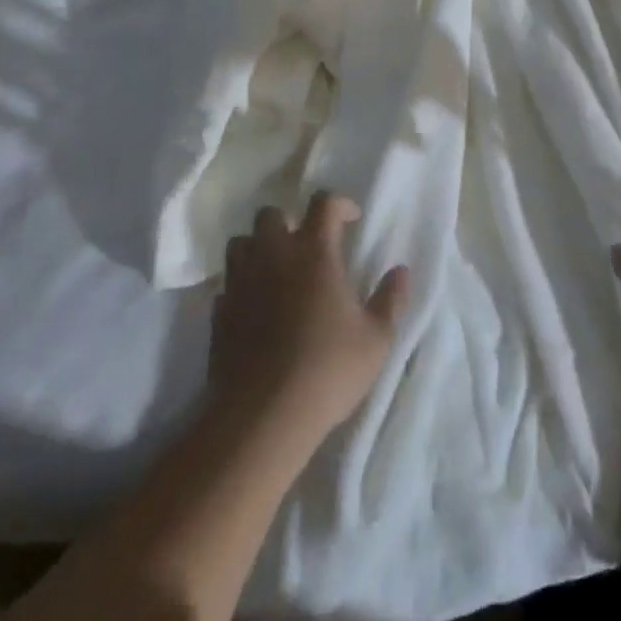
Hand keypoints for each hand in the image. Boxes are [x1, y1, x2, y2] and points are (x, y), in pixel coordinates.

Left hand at [207, 191, 409, 448]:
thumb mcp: (376, 339)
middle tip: (305, 245)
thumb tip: (401, 271)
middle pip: (271, 214)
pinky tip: (254, 307)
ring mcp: (241, 283)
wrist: (263, 417)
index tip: (351, 219)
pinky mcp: (219, 313)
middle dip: (288, 221)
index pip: (323, 203)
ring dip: (257, 248)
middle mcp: (274, 256)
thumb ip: (391, 300)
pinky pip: (226, 285)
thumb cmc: (328, 370)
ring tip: (275, 270)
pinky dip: (240, 287)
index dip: (339, 203)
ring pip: (240, 243)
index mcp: (314, 252)